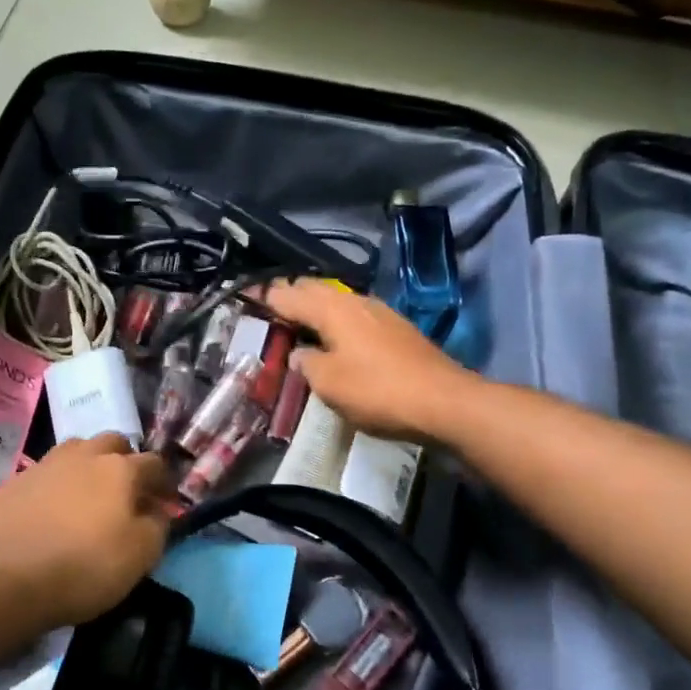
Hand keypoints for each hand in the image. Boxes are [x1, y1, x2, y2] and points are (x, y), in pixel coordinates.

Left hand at [0, 434, 170, 628]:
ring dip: (88, 466)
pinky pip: (45, 475)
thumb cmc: (84, 566)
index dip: (164, 481)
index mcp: (120, 468)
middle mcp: (83, 455)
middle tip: (125, 491)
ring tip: (88, 496)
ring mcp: (44, 465)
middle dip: (125, 460)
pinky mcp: (13, 483)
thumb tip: (156, 511)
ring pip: (76, 452)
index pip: (154, 463)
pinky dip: (56, 487)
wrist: (3, 578)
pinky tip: (52, 513)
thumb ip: (157, 526)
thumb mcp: (140, 555)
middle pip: (112, 443)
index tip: (165, 501)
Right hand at [265, 279, 477, 443]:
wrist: (443, 401)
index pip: (290, 294)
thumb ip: (307, 364)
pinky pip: (355, 314)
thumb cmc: (377, 390)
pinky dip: (336, 318)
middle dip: (292, 293)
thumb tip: (300, 354)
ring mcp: (380, 312)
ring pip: (338, 299)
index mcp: (332, 309)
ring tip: (299, 318)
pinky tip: (336, 334)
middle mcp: (355, 301)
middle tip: (270, 304)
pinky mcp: (396, 329)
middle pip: (315, 288)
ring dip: (316, 305)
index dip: (267, 295)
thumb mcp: (329, 384)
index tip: (247, 294)